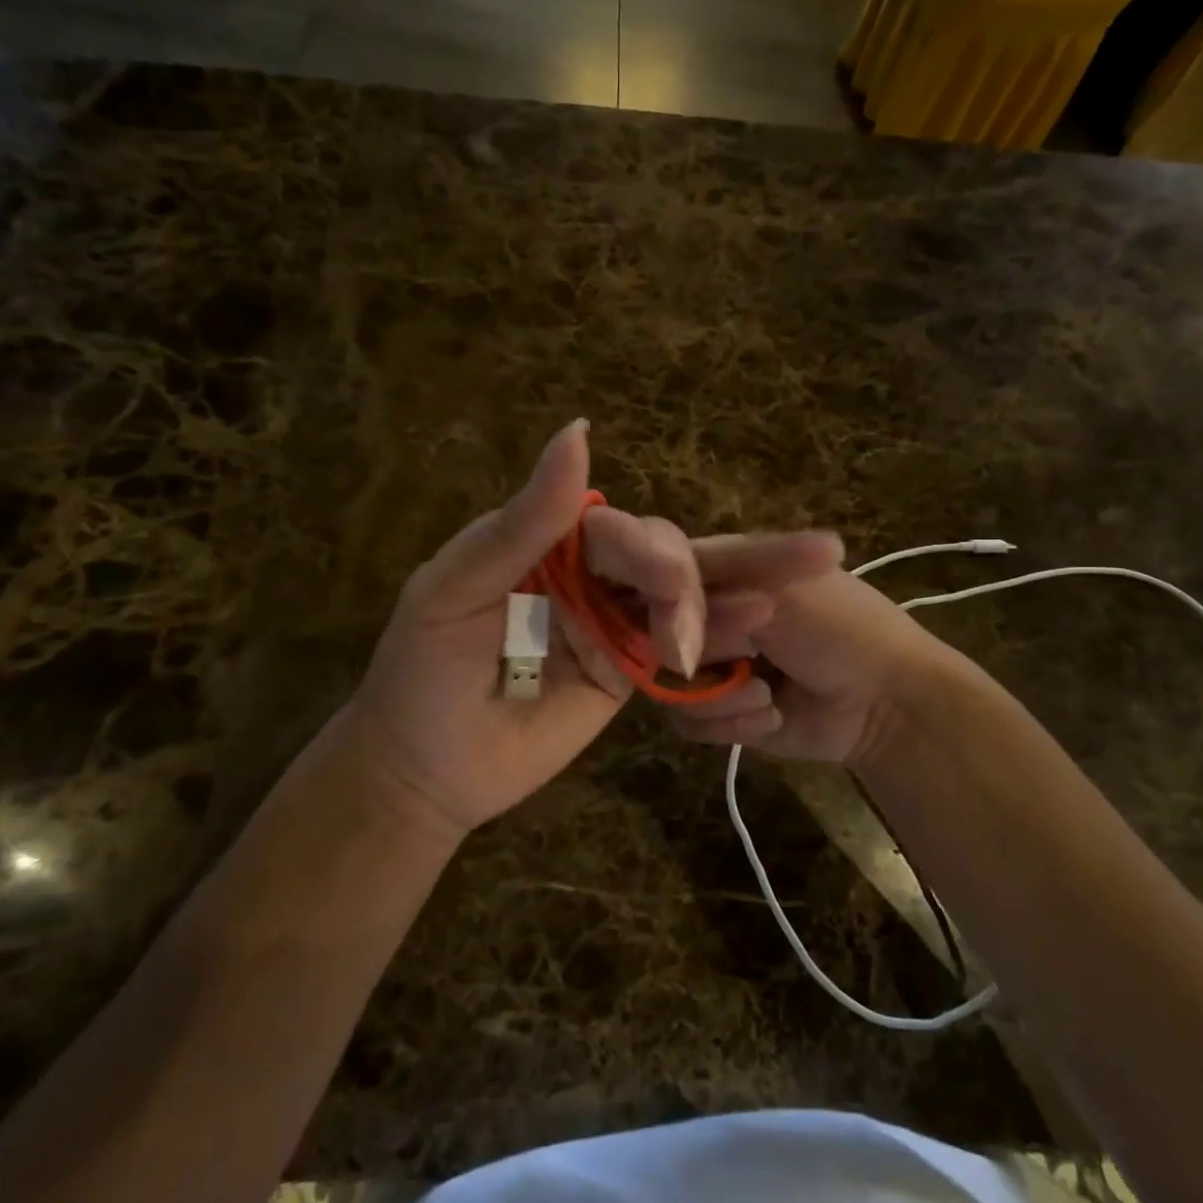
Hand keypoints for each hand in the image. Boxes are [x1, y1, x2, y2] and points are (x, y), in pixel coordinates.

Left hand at [336, 421, 842, 838]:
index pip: (621, 532)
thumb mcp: (458, 586)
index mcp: (548, 544)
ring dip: (729, 604)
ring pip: (680, 606)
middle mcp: (587, 578)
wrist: (421, 770)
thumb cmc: (423, 671)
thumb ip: (525, 521)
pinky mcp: (624, 675)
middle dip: (708, 577)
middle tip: (764, 589)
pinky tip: (755, 644)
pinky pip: (674, 656)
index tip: (673, 581)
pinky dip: (716, 649)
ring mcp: (610, 628)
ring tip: (781, 605)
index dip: (657, 552)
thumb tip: (580, 432)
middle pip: (665, 563)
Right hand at [667, 557, 963, 767]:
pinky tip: (772, 717)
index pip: (662, 580)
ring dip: (722, 697)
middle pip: (658, 636)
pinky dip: (730, 723)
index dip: (667, 603)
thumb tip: (650, 603)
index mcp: (723, 573)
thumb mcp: (779, 589)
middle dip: (708, 652)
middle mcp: (708, 617)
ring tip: (769, 695)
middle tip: (752, 650)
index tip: (692, 618)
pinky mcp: (719, 713)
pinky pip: (686, 721)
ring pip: (667, 684)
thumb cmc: (840, 627)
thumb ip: (707, 589)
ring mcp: (712, 666)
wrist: (887, 702)